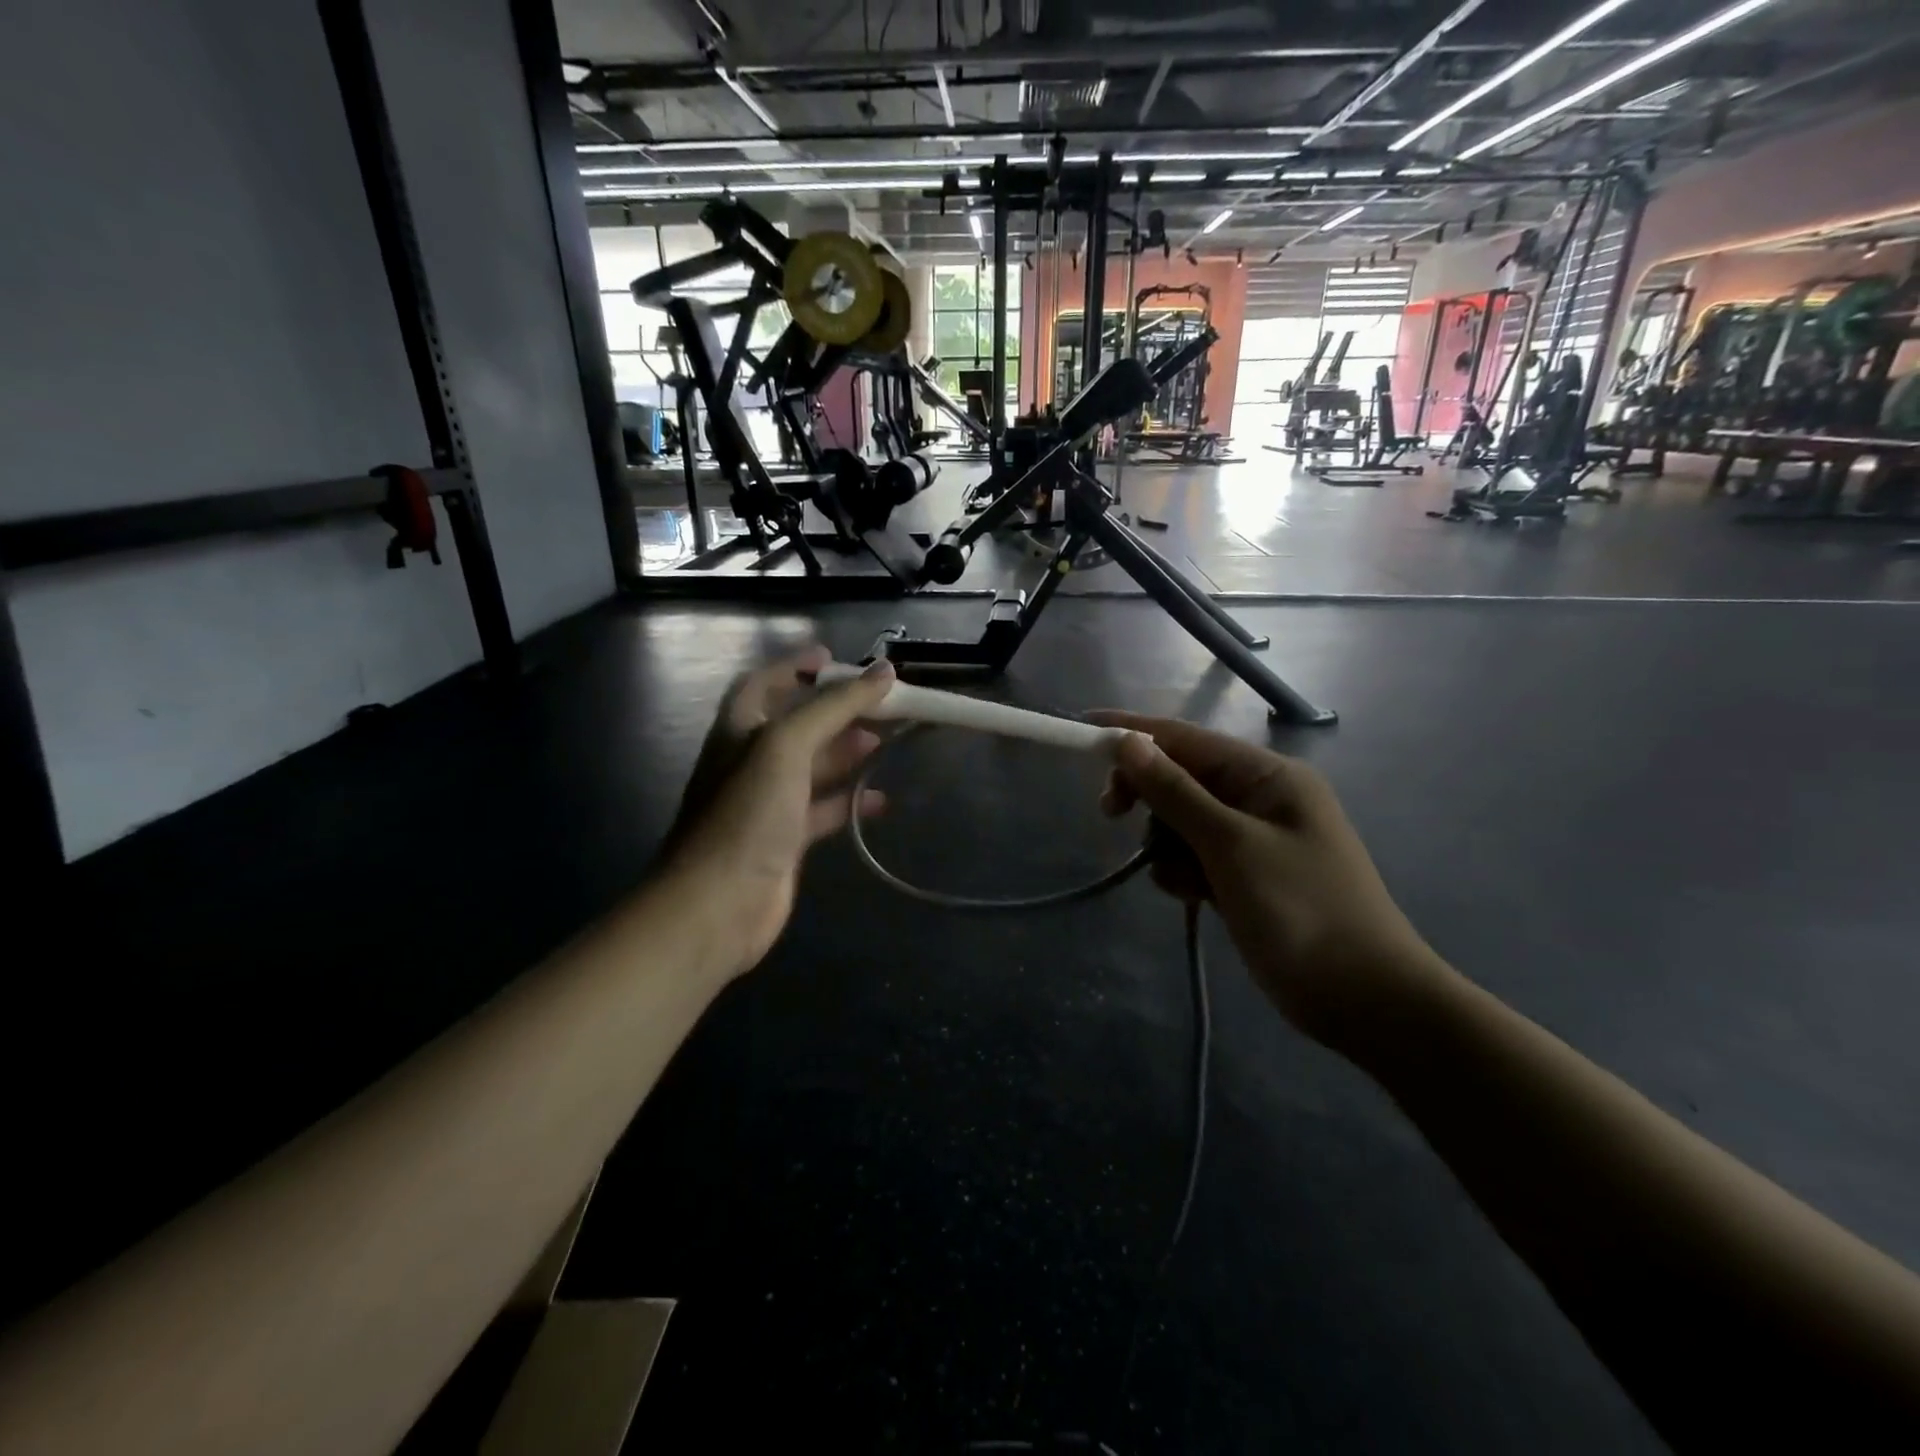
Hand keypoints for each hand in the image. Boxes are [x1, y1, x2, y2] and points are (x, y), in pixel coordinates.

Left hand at [659, 647, 893, 977]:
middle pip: (797, 724)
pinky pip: (823, 810)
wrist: (718, 903)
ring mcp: (767, 802)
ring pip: (813, 767)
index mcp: (739, 729)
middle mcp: (750, 761)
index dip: (796, 667)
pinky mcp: (785, 840)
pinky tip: (881, 800)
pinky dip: (850, 801)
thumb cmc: (747, 813)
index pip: (765, 683)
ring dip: (846, 753)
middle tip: (880, 703)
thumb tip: (885, 672)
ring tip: (886, 742)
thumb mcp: (786, 745)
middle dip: (836, 711)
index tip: (835, 658)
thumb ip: (835, 706)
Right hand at [1092, 712, 1443, 1050]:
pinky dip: (1184, 871)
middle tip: (1110, 816)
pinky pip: (1195, 856)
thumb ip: (1176, 792)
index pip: (1186, 739)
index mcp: (1267, 776)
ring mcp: (1253, 839)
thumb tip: (1129, 743)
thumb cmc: (1301, 911)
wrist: (1364, 999)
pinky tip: (1196, 898)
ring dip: (1167, 844)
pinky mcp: (1245, 876)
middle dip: (1148, 796)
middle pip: (1181, 778)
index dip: (1133, 733)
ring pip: (1181, 822)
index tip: (1084, 732)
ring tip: (1187, 881)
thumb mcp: (1231, 846)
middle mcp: (1260, 798)